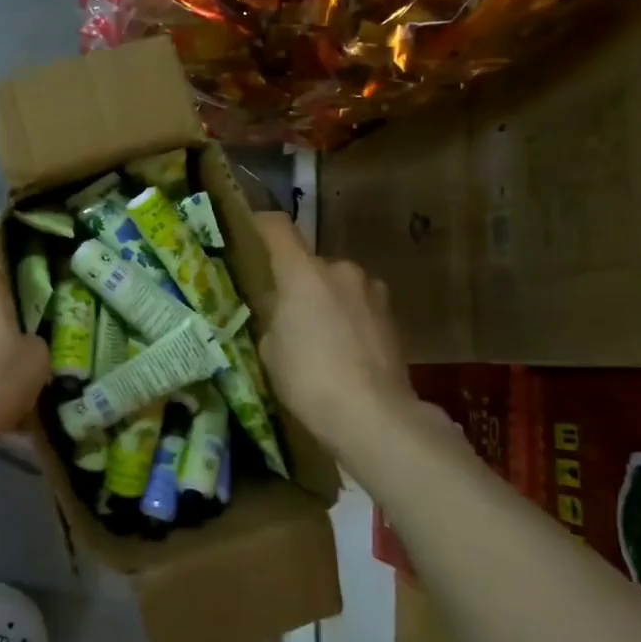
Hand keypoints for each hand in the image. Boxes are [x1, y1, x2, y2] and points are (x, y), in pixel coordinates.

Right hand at [255, 212, 413, 449]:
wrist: (374, 416)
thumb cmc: (309, 379)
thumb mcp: (270, 349)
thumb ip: (274, 318)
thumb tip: (283, 312)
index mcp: (303, 272)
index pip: (277, 228)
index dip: (260, 226)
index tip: (248, 234)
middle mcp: (340, 269)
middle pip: (310, 262)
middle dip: (297, 281)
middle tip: (285, 312)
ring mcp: (372, 291)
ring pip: (338, 285)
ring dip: (326, 300)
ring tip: (318, 337)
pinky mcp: (393, 316)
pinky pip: (359, 306)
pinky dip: (348, 319)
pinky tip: (344, 351)